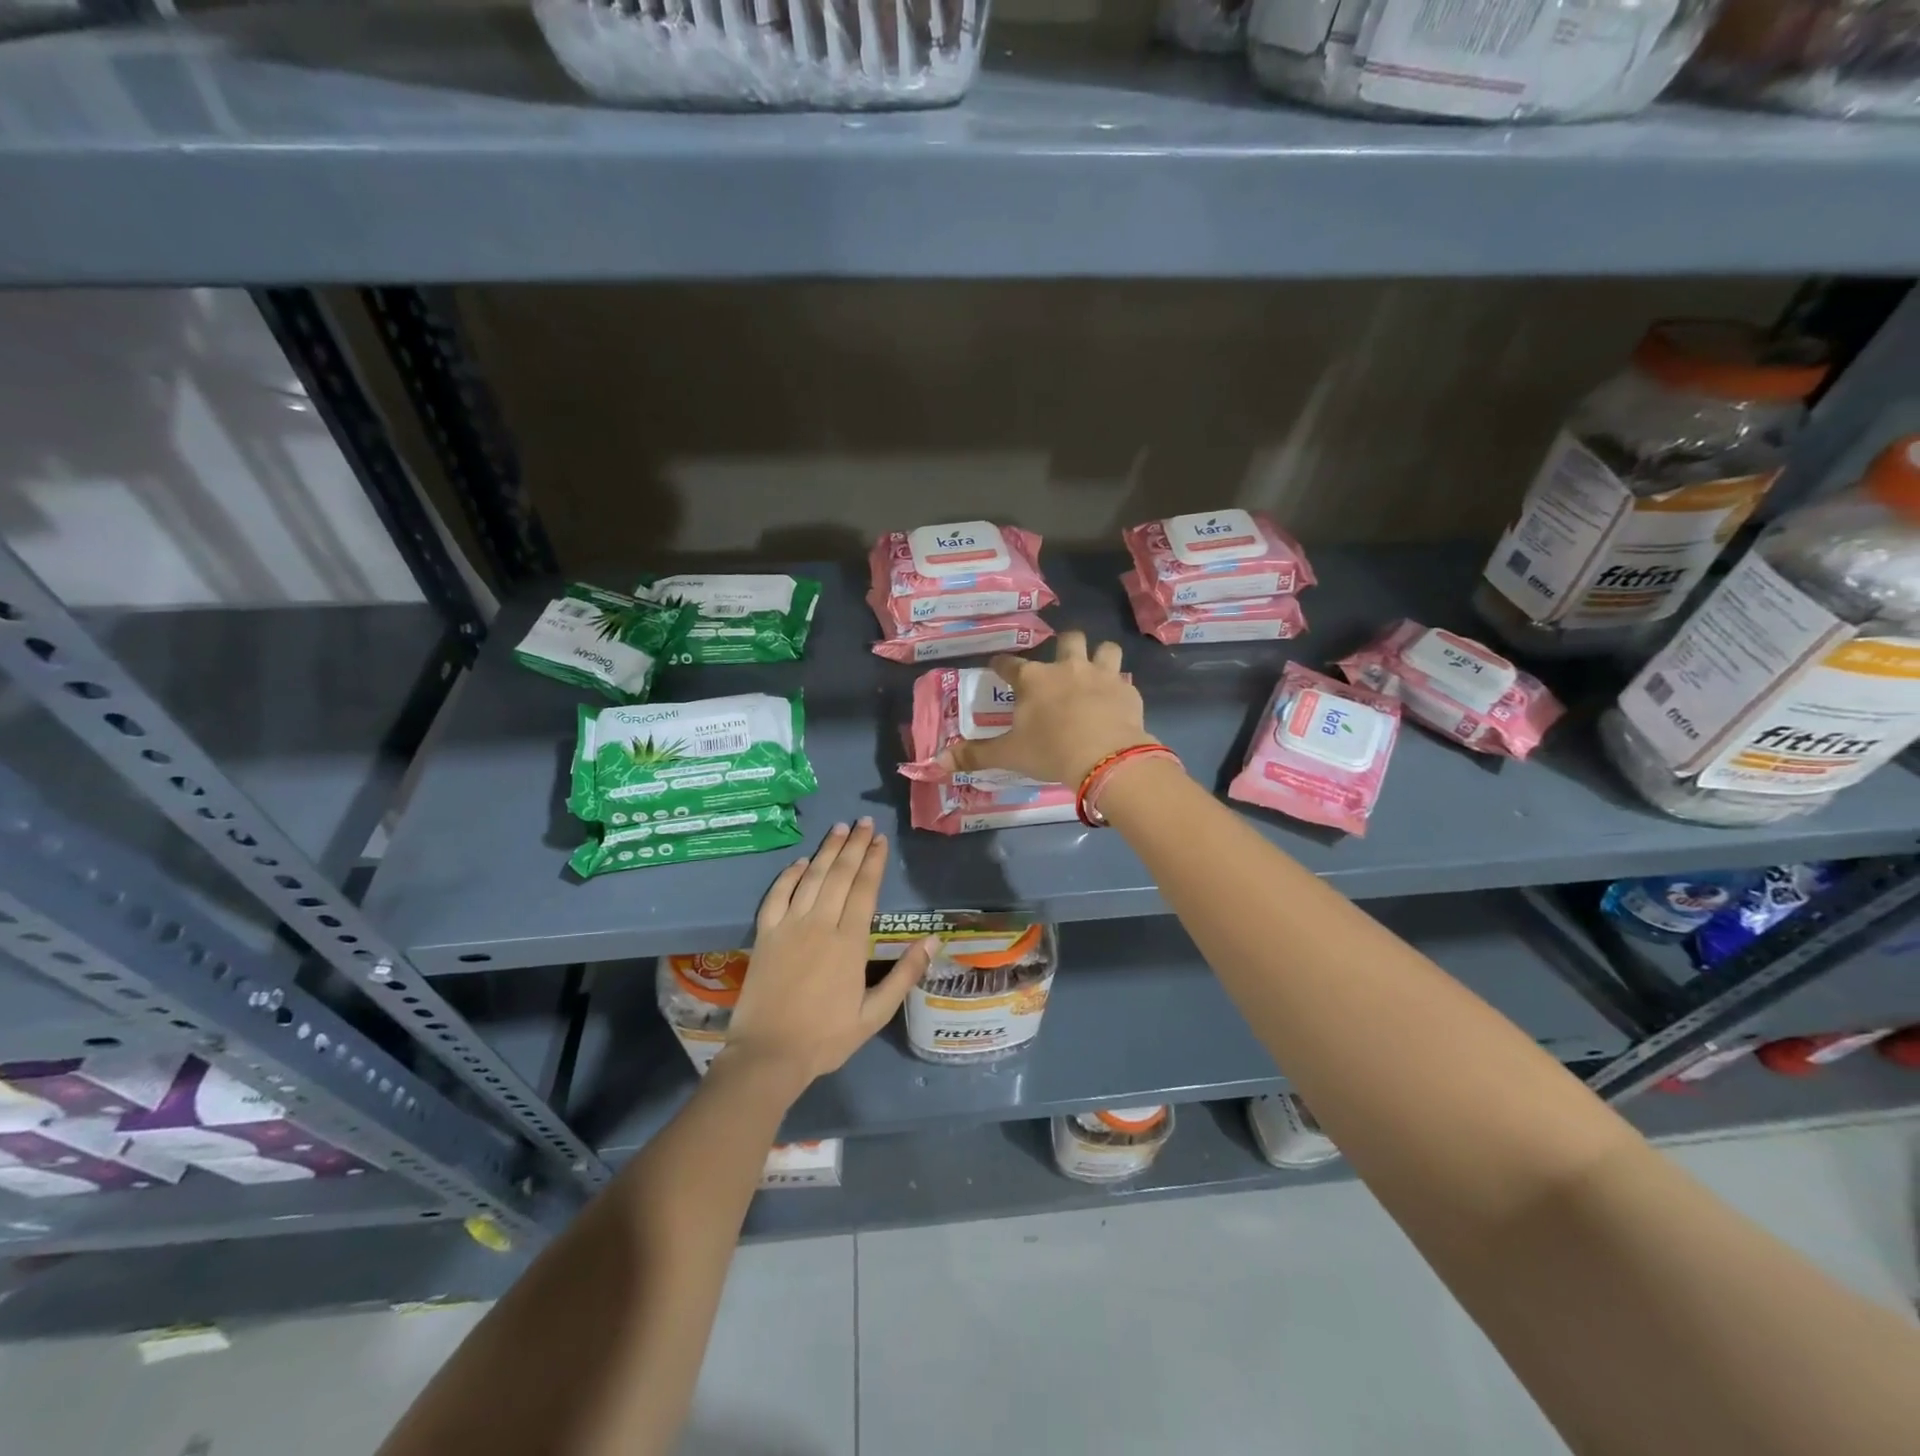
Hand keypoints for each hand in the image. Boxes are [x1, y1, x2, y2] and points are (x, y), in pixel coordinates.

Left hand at [719, 819, 936, 1091]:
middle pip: (839, 875)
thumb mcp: (875, 1014)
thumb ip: (905, 975)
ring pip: (811, 878)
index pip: (864, 890)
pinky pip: (777, 896)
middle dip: (854, 846)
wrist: (768, 1055)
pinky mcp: (765, 935)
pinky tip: (800, 862)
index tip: (880, 840)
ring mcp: (789, 927)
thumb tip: (932, 940)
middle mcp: (819, 925)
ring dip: (826, 851)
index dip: (873, 862)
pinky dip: (789, 875)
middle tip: (864, 822)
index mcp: (849, 942)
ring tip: (839, 829)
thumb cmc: (826, 1037)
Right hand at [937, 631, 1156, 787]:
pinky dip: (1120, 688)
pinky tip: (1116, 701)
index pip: (1010, 664)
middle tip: (1060, 664)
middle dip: (1064, 646)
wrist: (1105, 758)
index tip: (998, 667)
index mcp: (1034, 680)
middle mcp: (1068, 668)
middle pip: (1068, 640)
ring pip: (1105, 649)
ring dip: (1100, 656)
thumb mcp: (1008, 755)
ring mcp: (1102, 676)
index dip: (1002, 665)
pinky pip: (1125, 680)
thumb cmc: (1050, 751)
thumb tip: (937, 761)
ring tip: (1096, 671)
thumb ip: (974, 755)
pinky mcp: (1128, 691)